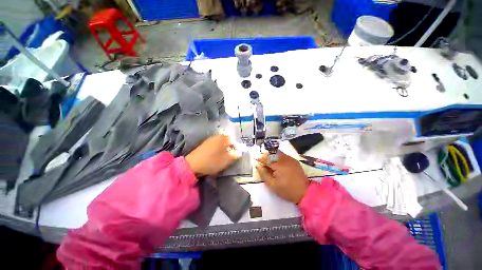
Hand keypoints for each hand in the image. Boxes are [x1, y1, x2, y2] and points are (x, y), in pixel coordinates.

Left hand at [186, 135, 240, 176]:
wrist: (193, 165)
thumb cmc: (212, 161)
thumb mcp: (227, 160)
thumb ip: (235, 155)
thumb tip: (239, 152)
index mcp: (223, 138)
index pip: (233, 140)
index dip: (236, 148)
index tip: (236, 155)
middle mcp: (216, 136)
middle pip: (227, 141)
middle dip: (229, 148)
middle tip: (230, 157)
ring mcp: (209, 140)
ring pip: (220, 144)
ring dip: (223, 150)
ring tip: (223, 158)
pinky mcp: (204, 145)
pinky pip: (214, 146)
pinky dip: (217, 151)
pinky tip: (215, 157)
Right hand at [256, 151, 308, 203]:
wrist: (304, 193)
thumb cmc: (287, 190)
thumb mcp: (272, 185)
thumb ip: (264, 174)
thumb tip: (258, 165)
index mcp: (279, 165)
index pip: (266, 159)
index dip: (261, 161)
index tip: (258, 164)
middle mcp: (285, 159)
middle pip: (272, 153)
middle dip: (267, 157)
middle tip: (265, 165)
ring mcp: (290, 159)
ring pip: (278, 153)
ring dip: (273, 157)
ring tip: (272, 165)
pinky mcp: (294, 161)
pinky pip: (284, 156)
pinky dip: (279, 158)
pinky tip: (279, 166)